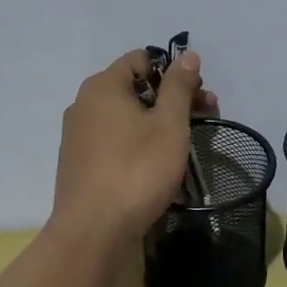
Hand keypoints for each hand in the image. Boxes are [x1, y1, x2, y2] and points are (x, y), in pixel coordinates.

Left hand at [51, 49, 219, 244]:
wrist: (93, 231)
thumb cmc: (137, 170)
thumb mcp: (169, 125)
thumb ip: (179, 86)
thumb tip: (187, 55)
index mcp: (103, 86)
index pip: (142, 59)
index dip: (174, 71)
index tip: (198, 95)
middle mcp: (85, 104)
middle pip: (136, 88)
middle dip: (173, 99)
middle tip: (207, 118)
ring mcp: (79, 135)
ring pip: (127, 117)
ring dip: (159, 124)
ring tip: (187, 147)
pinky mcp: (80, 163)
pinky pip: (116, 141)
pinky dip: (140, 144)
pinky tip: (160, 167)